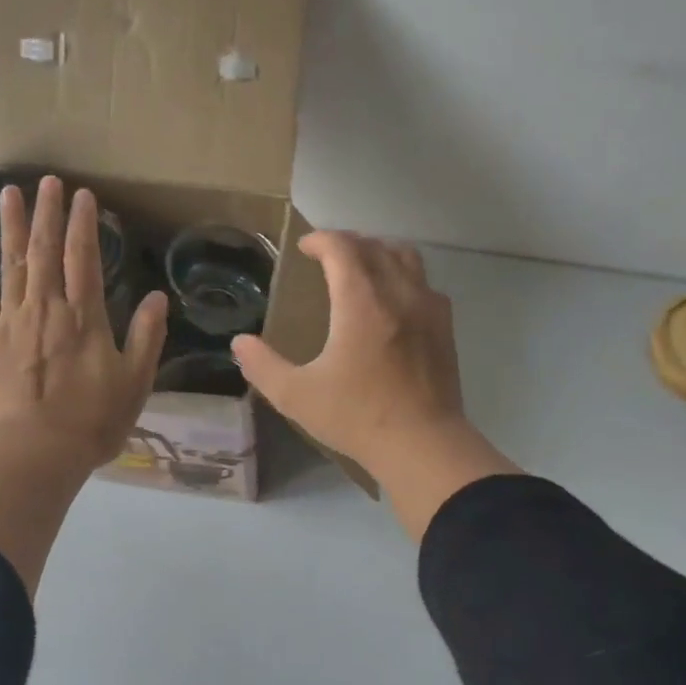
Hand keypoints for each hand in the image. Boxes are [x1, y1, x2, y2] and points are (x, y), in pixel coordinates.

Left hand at [0, 177, 167, 473]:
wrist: (32, 454)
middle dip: (48, 213)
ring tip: (9, 194)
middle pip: (46, 251)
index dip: (84, 224)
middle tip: (47, 180)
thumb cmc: (91, 422)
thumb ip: (146, 337)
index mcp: (84, 318)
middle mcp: (45, 309)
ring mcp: (9, 323)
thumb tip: (158, 297)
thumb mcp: (134, 383)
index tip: (83, 195)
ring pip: (11, 265)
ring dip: (12, 228)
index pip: (84, 258)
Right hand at [231, 231, 516, 539]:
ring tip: (362, 270)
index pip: (342, 248)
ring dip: (379, 254)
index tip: (304, 248)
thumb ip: (262, 366)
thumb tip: (240, 343)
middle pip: (374, 246)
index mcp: (360, 303)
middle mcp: (398, 293)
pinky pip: (425, 284)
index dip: (320, 240)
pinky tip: (395, 302)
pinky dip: (405, 278)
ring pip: (406, 258)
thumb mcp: (296, 396)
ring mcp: (428, 308)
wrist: (422, 444)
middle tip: (327, 258)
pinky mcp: (445, 328)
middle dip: (347, 243)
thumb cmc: (357, 417)